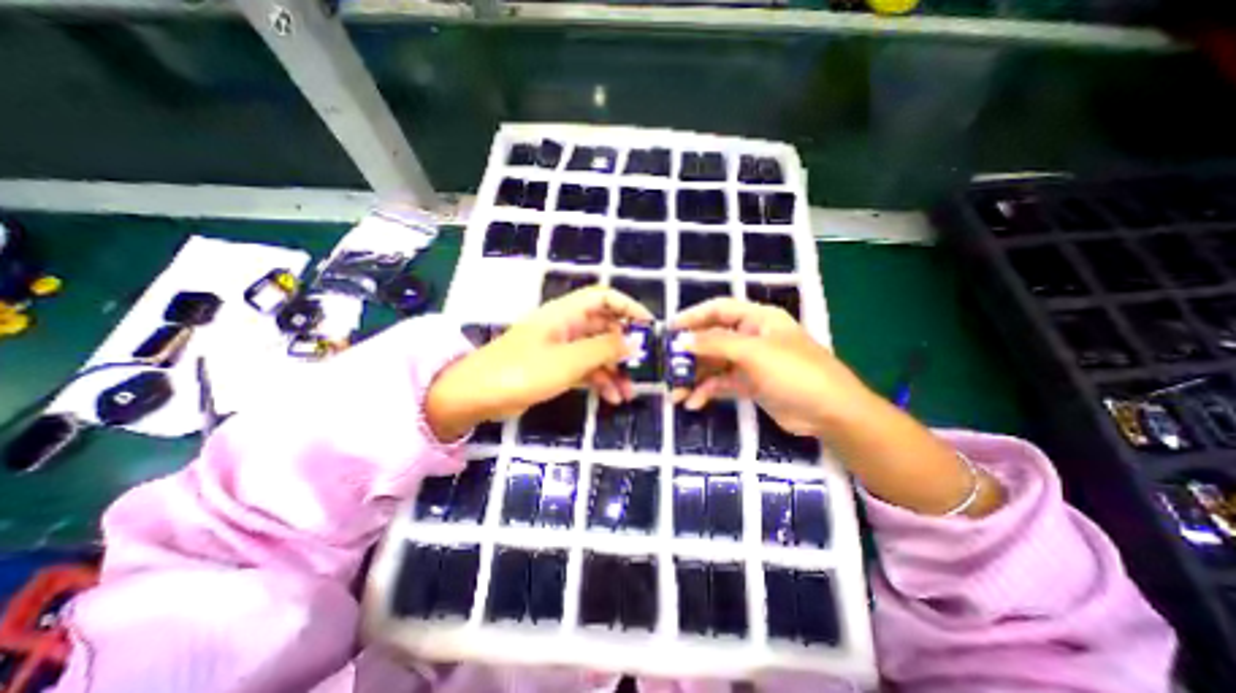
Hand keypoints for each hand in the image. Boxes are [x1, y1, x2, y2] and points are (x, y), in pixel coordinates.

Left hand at [427, 284, 654, 438]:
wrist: (478, 396)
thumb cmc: (523, 371)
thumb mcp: (569, 360)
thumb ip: (605, 349)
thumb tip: (637, 342)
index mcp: (566, 313)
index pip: (604, 298)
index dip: (629, 308)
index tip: (650, 328)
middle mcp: (566, 325)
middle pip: (604, 327)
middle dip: (625, 346)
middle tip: (644, 366)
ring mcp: (561, 347)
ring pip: (597, 351)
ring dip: (615, 369)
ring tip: (629, 392)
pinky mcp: (556, 367)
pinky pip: (586, 368)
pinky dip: (600, 380)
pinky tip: (612, 398)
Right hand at [671, 294, 872, 436]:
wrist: (830, 413)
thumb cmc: (794, 372)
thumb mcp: (753, 353)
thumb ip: (715, 345)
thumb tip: (681, 341)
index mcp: (757, 319)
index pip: (718, 310)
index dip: (693, 317)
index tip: (669, 330)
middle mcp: (751, 337)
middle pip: (712, 340)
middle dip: (690, 355)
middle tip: (667, 369)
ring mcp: (750, 362)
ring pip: (714, 365)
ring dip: (694, 378)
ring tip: (676, 394)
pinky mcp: (750, 384)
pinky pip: (722, 383)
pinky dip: (707, 392)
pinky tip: (693, 403)